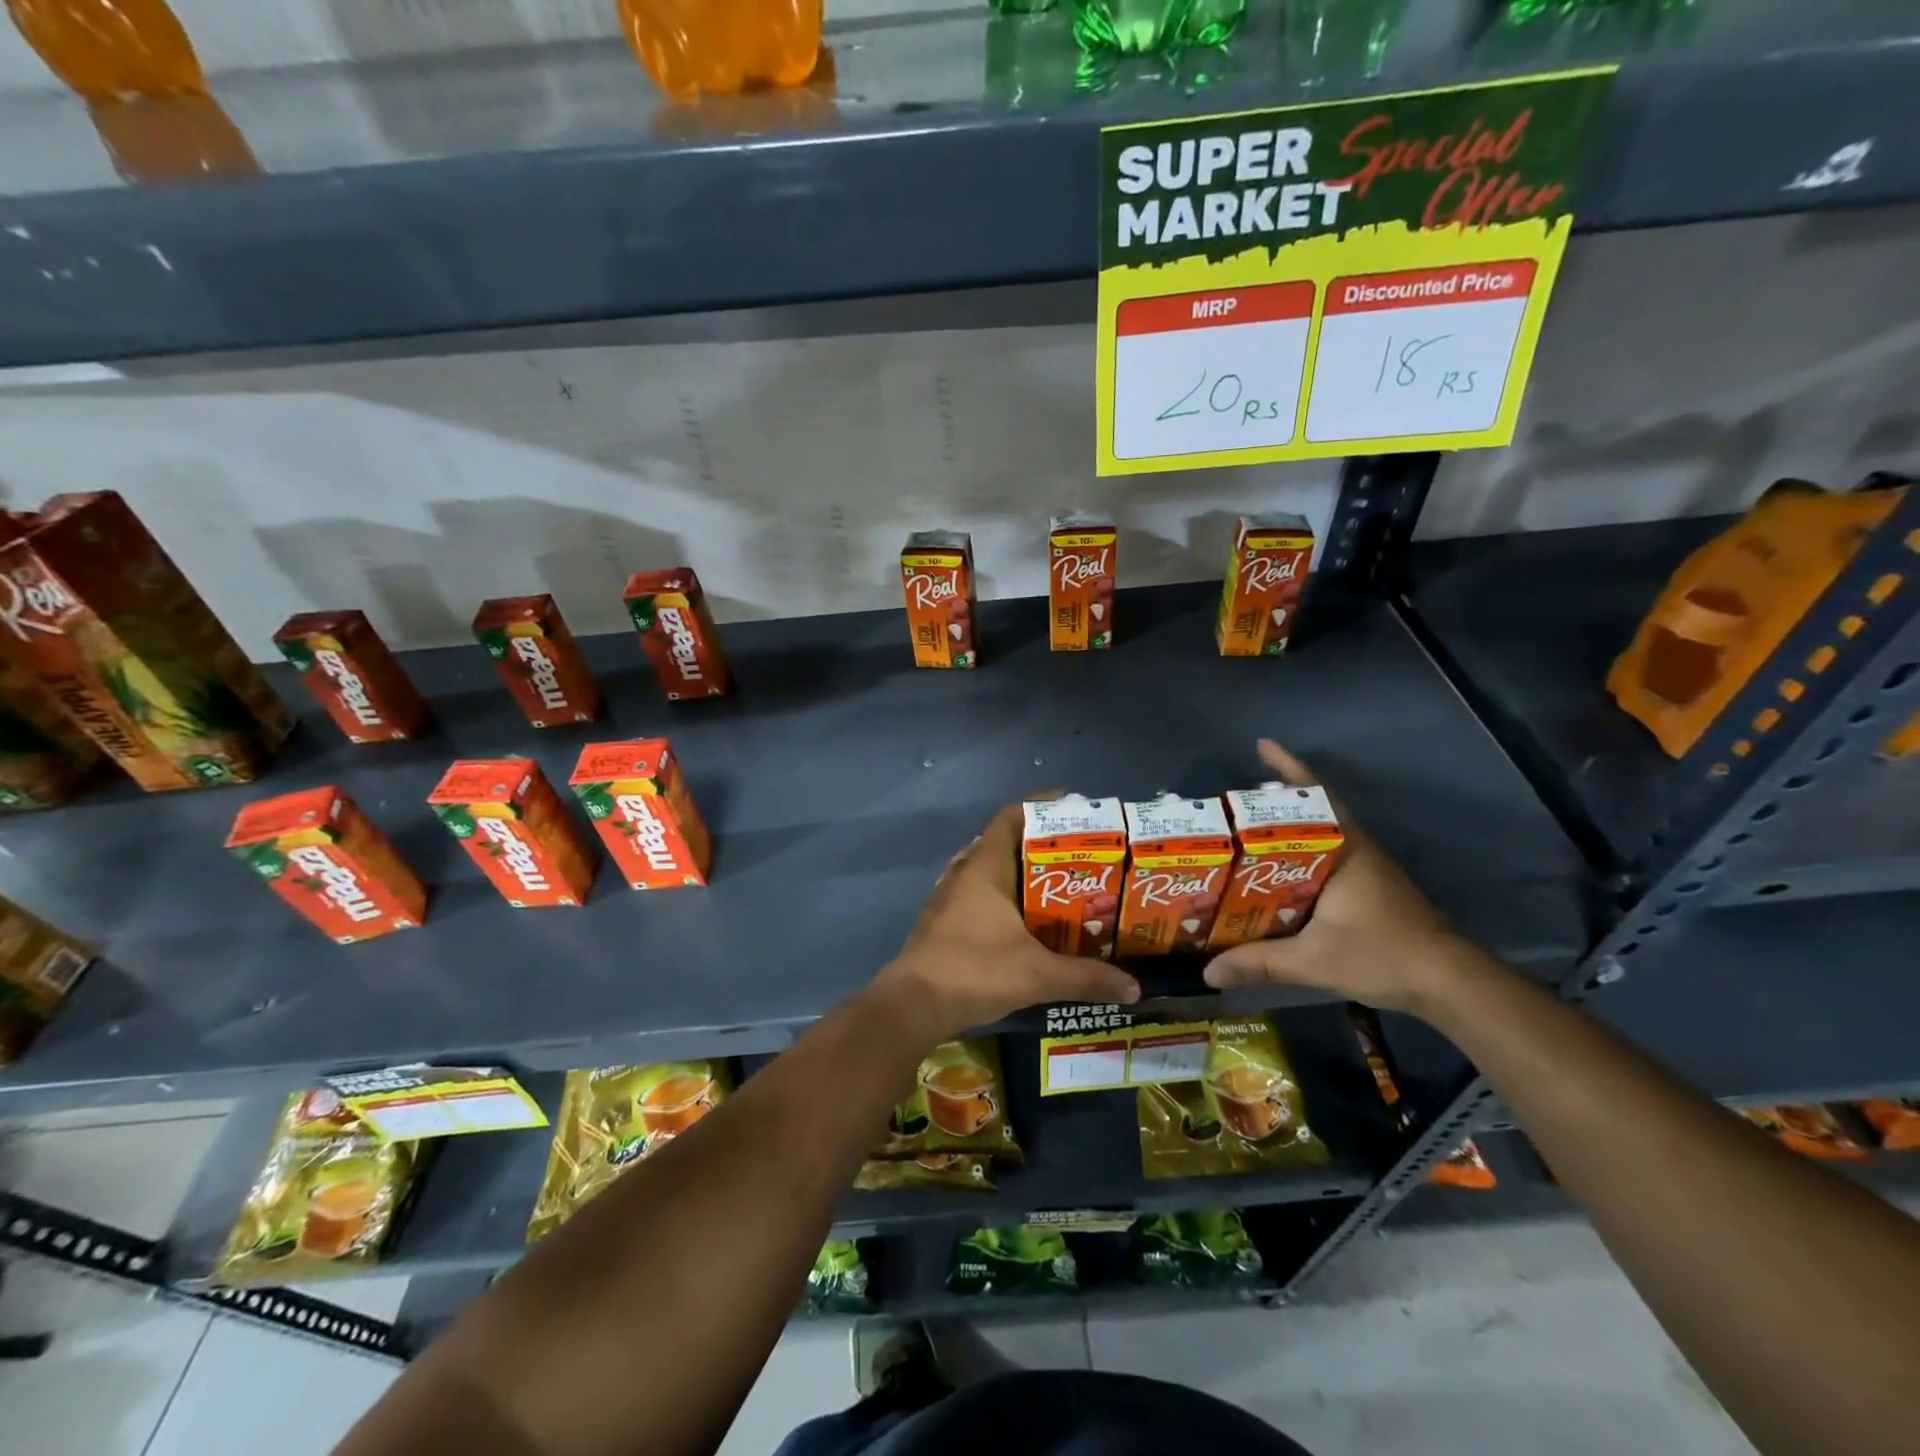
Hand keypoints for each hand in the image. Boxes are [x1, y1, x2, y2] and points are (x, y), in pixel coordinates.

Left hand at [874, 803, 1140, 1039]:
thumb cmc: (974, 972)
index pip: (1010, 818)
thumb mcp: (1037, 975)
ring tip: (1056, 882)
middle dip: (1038, 843)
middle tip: (1076, 852)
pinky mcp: (942, 921)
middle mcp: (964, 873)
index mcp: (984, 868)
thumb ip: (1086, 978)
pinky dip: (1002, 896)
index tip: (1072, 806)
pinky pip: (977, 893)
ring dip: (1018, 871)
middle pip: (1002, 842)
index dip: (1039, 806)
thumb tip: (1134, 987)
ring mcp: (948, 897)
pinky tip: (1023, 918)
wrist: (911, 1006)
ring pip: (988, 869)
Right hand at [1204, 740, 1474, 1014]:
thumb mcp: (1314, 960)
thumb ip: (1260, 963)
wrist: (1451, 982)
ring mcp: (1367, 868)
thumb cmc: (1383, 955)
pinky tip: (1279, 872)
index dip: (1288, 769)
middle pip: (1314, 810)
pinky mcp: (1370, 888)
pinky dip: (1301, 853)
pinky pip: (1328, 856)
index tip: (1262, 745)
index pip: (1314, 797)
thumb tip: (1208, 972)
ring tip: (1246, 833)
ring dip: (1289, 827)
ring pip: (1322, 834)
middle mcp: (1357, 850)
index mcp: (1346, 850)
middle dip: (1276, 799)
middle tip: (1234, 801)